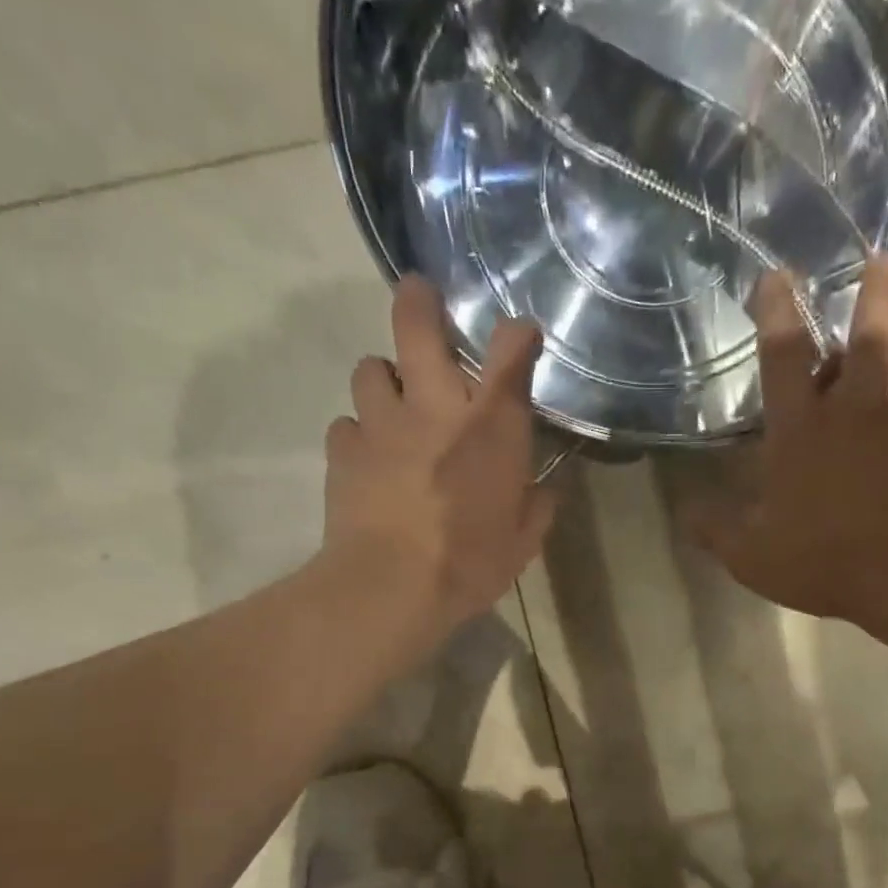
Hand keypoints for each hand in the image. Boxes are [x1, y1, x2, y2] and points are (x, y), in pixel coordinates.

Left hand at [321, 277, 557, 643]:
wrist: (391, 586)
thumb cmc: (470, 563)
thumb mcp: (522, 542)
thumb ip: (537, 507)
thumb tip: (544, 490)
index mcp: (490, 425)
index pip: (511, 351)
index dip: (518, 334)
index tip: (521, 336)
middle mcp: (434, 405)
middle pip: (417, 322)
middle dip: (419, 301)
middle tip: (421, 300)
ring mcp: (382, 421)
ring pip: (370, 367)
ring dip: (384, 379)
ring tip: (393, 405)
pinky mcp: (343, 448)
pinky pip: (347, 425)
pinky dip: (359, 435)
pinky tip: (369, 459)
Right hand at [689, 255, 887, 629]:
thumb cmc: (823, 560)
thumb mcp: (751, 555)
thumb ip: (715, 528)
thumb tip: (684, 509)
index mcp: (799, 431)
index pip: (783, 357)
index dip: (776, 312)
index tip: (775, 273)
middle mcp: (849, 413)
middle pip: (861, 340)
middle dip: (868, 294)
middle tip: (878, 255)